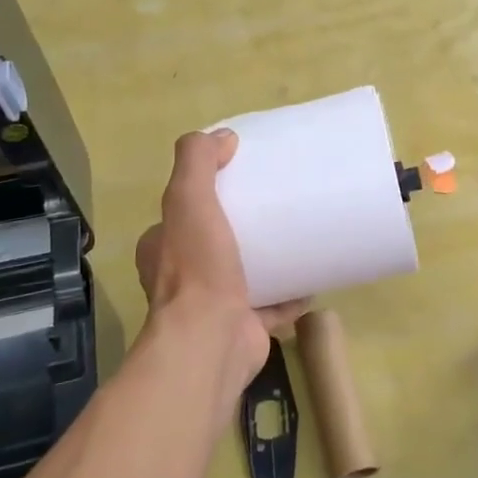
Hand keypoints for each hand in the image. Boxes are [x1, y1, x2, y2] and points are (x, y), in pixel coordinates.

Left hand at [135, 130, 307, 398]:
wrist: (211, 341)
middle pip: (217, 244)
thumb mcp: (188, 199)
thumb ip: (197, 162)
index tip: (241, 180)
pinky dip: (292, 295)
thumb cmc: (198, 269)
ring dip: (269, 261)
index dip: (207, 195)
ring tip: (300, 238)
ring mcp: (214, 307)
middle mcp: (183, 279)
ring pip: (245, 276)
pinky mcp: (245, 328)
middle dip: (244, 229)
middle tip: (278, 208)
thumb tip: (223, 136)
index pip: (182, 214)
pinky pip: (273, 306)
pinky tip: (314, 278)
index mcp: (162, 249)